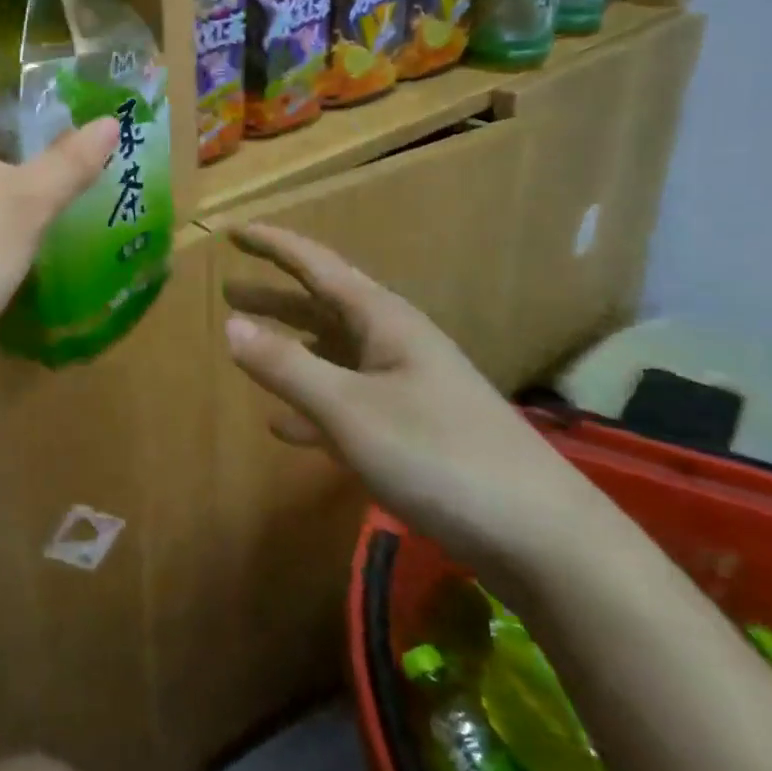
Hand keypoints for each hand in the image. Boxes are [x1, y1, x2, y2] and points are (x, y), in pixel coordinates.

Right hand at [223, 224, 606, 580]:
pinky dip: (310, 405)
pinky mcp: (412, 431)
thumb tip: (228, 325)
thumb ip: (287, 367)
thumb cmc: (440, 457)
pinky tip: (282, 426)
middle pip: (323, 309)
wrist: (544, 540)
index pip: (318, 267)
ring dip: (288, 347)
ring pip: (332, 355)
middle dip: (275, 297)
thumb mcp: (350, 410)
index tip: (234, 231)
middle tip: (227, 290)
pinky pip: (346, 403)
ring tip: (244, 345)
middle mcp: (394, 344)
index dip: (274, 246)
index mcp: (384, 322)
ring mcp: (406, 388)